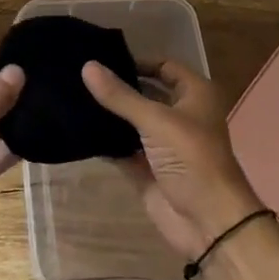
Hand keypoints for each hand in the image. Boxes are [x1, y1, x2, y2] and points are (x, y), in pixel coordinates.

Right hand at [82, 59, 262, 261]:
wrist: (207, 221)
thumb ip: (120, 96)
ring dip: (107, 114)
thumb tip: (87, 66)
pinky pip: (120, 148)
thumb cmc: (192, 158)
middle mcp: (179, 115)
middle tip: (77, 76)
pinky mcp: (145, 168)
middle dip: (117, 87)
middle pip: (144, 94)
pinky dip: (103, 141)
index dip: (137, 61)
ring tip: (70, 98)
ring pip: (130, 122)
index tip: (102, 58)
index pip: (164, 67)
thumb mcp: (156, 121)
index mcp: (195, 95)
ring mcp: (161, 144)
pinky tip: (76, 129)